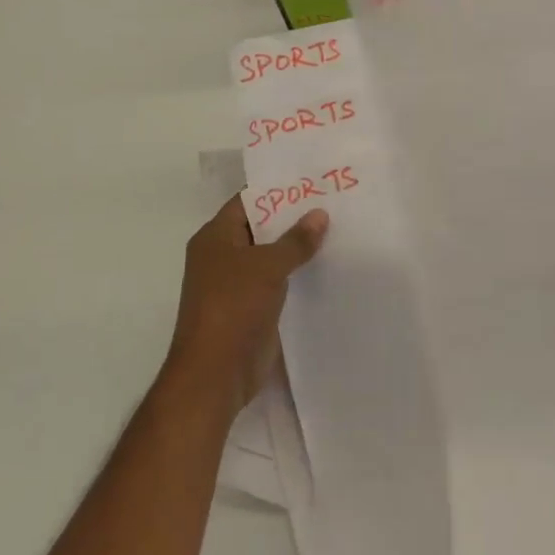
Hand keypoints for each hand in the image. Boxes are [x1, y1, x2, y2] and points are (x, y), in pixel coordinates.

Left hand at [165, 197, 327, 413]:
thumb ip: (295, 240)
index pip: (248, 201)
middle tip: (334, 202)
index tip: (312, 180)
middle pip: (262, 227)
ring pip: (271, 256)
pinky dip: (297, 274)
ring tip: (338, 230)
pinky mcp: (251, 308)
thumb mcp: (267, 266)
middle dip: (293, 218)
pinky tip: (327, 267)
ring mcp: (236, 284)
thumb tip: (320, 214)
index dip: (277, 189)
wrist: (215, 374)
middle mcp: (223, 256)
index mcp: (215, 237)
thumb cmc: (234, 307)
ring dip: (298, 248)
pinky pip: (277, 282)